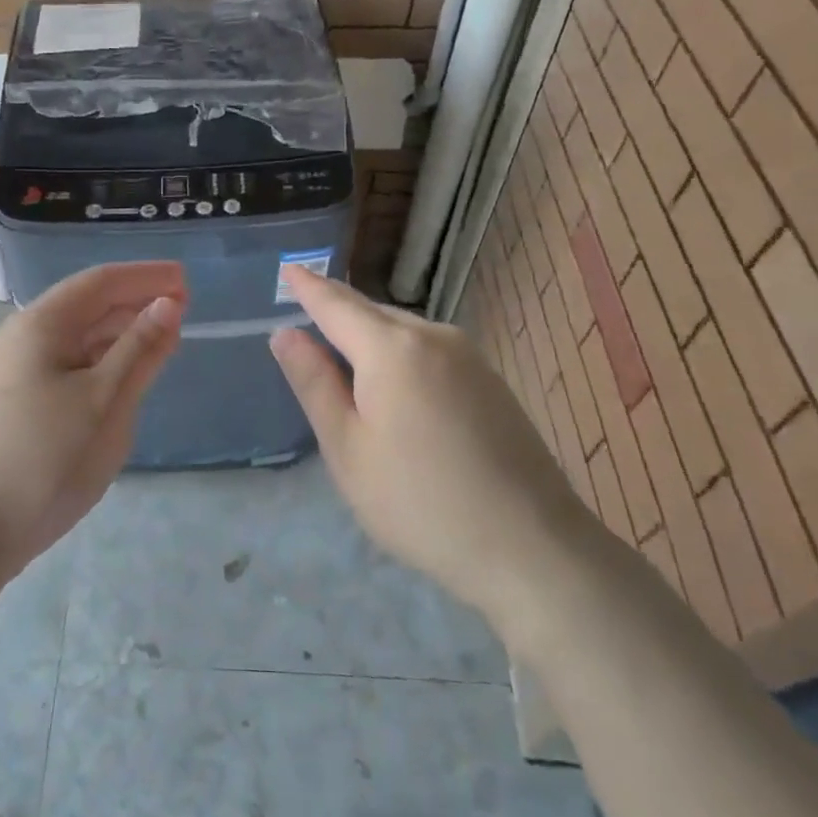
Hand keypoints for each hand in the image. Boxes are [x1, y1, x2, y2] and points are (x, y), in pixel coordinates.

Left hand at [0, 261, 184, 582]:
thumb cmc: (44, 460)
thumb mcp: (105, 402)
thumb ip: (139, 349)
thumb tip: (168, 303)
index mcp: (39, 325)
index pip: (100, 282)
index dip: (145, 276)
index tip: (186, 278)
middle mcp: (20, 337)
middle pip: (85, 306)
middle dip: (134, 302)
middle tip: (182, 308)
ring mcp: (11, 371)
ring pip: (75, 338)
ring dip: (118, 333)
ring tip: (160, 340)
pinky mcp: (11, 402)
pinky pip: (64, 365)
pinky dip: (99, 361)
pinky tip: (120, 377)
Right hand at [269, 266, 585, 620]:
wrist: (532, 547)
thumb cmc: (420, 503)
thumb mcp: (348, 449)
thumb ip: (314, 383)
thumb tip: (285, 333)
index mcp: (391, 348)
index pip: (335, 304)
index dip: (308, 287)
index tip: (288, 268)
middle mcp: (432, 335)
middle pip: (371, 313)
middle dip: (337, 313)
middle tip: (307, 321)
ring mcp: (468, 355)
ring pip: (402, 331)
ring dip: (369, 337)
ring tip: (345, 361)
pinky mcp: (490, 380)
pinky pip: (429, 350)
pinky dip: (400, 355)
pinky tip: (397, 389)